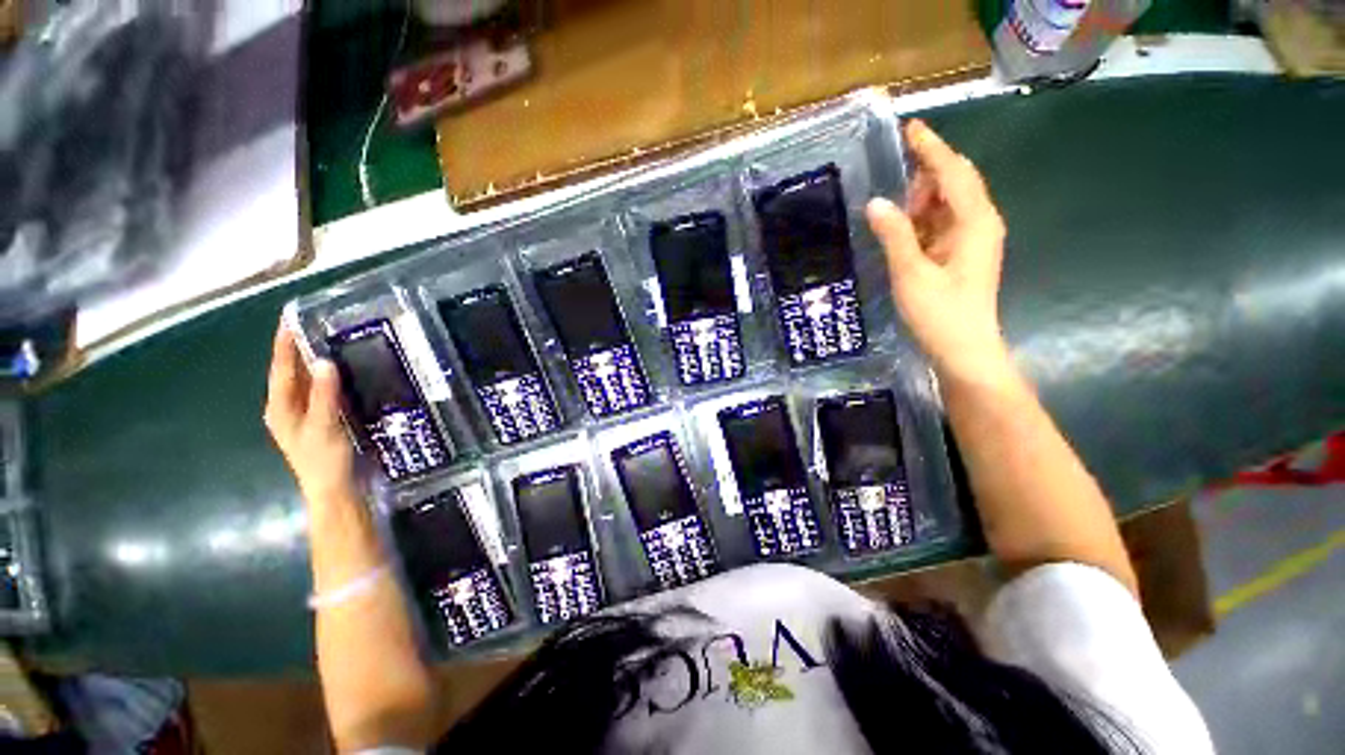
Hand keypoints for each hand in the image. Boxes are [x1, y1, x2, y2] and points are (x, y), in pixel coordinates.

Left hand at [264, 320, 359, 509]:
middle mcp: (288, 408)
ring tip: (328, 340)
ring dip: (313, 361)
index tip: (289, 319)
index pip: (281, 369)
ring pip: (305, 382)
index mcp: (281, 408)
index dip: (284, 344)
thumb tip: (323, 361)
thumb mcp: (324, 426)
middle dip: (297, 348)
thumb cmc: (324, 459)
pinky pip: (320, 391)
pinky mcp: (321, 419)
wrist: (335, 489)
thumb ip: (323, 395)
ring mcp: (304, 415)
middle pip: (290, 373)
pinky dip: (327, 377)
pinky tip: (341, 371)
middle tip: (314, 324)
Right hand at [866, 119, 1010, 384]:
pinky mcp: (961, 254)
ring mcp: (972, 239)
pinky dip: (921, 221)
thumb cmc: (940, 313)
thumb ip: (895, 235)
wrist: (963, 349)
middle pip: (954, 183)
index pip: (954, 172)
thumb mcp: (911, 273)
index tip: (910, 128)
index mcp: (975, 221)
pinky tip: (901, 227)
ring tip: (892, 207)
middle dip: (925, 174)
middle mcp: (979, 223)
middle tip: (892, 176)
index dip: (932, 149)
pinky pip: (941, 224)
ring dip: (921, 200)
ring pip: (947, 205)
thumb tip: (876, 203)